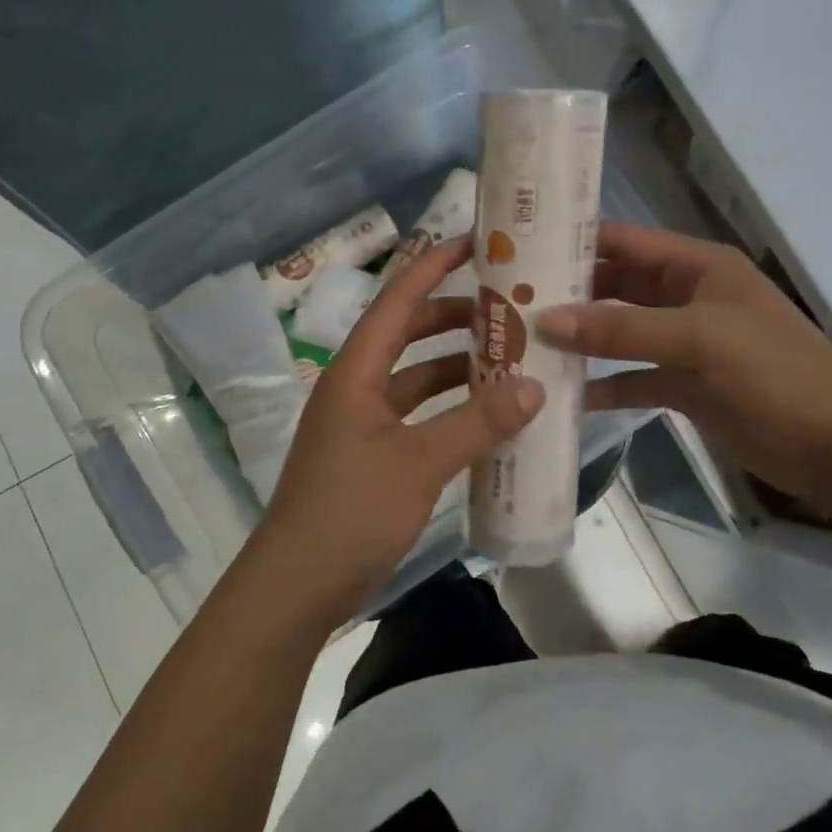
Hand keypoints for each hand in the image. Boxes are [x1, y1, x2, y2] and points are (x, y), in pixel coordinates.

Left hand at [245, 236, 543, 629]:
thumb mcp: (419, 463)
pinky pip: (417, 416)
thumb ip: (477, 423)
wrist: (296, 587)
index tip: (476, 244)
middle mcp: (356, 386)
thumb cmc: (350, 512)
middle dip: (454, 318)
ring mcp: (362, 423)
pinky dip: (450, 410)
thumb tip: (535, 386)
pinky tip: (487, 418)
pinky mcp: (371, 456)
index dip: (434, 266)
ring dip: (457, 367)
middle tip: (509, 310)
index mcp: (356, 371)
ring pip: (416, 377)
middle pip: (408, 334)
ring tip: (511, 360)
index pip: (397, 300)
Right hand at [537, 222, 831, 499]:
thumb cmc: (775, 373)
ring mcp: (683, 343)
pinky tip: (565, 395)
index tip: (518, 251)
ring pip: (618, 334)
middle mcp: (685, 297)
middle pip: (614, 287)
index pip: (623, 240)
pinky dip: (603, 385)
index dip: (573, 242)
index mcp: (695, 266)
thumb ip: (621, 329)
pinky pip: (631, 378)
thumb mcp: (698, 339)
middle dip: (566, 295)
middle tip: (507, 305)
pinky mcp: (684, 385)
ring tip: (523, 346)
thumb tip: (545, 322)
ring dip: (579, 341)